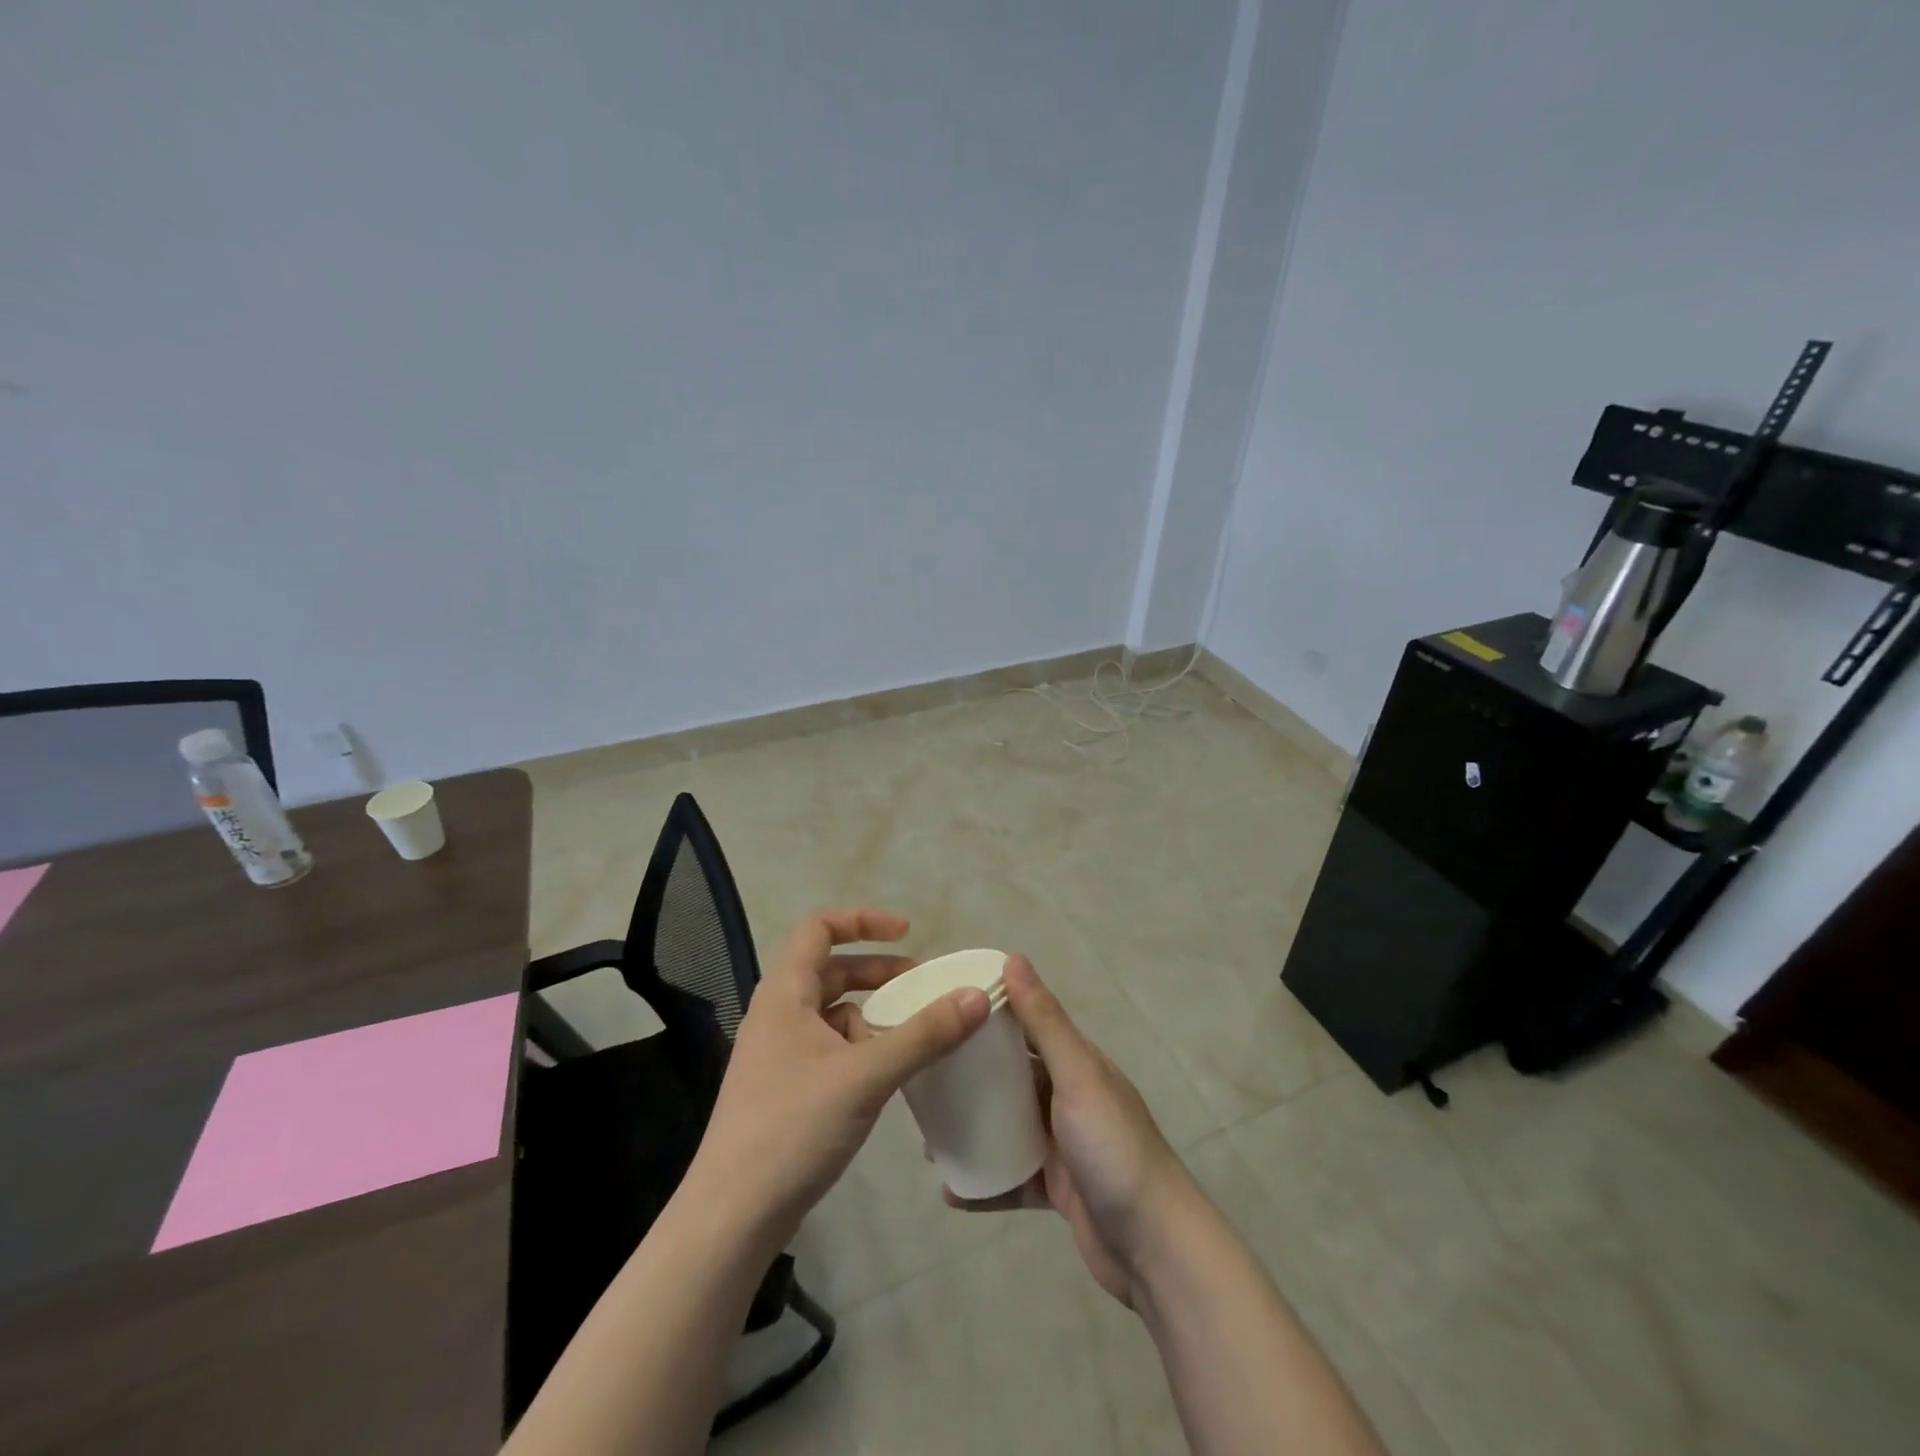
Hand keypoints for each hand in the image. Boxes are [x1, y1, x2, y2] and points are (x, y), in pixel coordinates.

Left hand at [689, 909, 991, 1244]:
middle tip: (923, 987)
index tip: (908, 933)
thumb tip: (978, 995)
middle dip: (879, 972)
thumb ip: (924, 1034)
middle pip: (832, 970)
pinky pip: (831, 1048)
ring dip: (873, 1014)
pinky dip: (862, 1048)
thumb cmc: (792, 1129)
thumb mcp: (866, 1075)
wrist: (732, 1218)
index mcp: (785, 993)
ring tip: (912, 1036)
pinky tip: (887, 1075)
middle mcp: (778, 1013)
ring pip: (833, 1013)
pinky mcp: (786, 1088)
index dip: (863, 920)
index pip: (819, 927)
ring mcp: (779, 1053)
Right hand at [949, 955, 1193, 1306]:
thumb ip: (1044, 1022)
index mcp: (1076, 1063)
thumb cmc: (1114, 1147)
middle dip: (970, 1078)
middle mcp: (1068, 1097)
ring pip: (1007, 1128)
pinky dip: (984, 1182)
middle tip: (924, 1082)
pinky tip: (949, 1190)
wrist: (1155, 1247)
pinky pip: (1011, 1179)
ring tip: (928, 1138)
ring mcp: (1063, 1145)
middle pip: (1011, 1078)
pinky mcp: (1057, 1189)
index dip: (988, 1016)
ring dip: (972, 1130)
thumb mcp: (1077, 1076)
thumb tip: (1013, 958)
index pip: (1026, 1025)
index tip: (942, 1012)